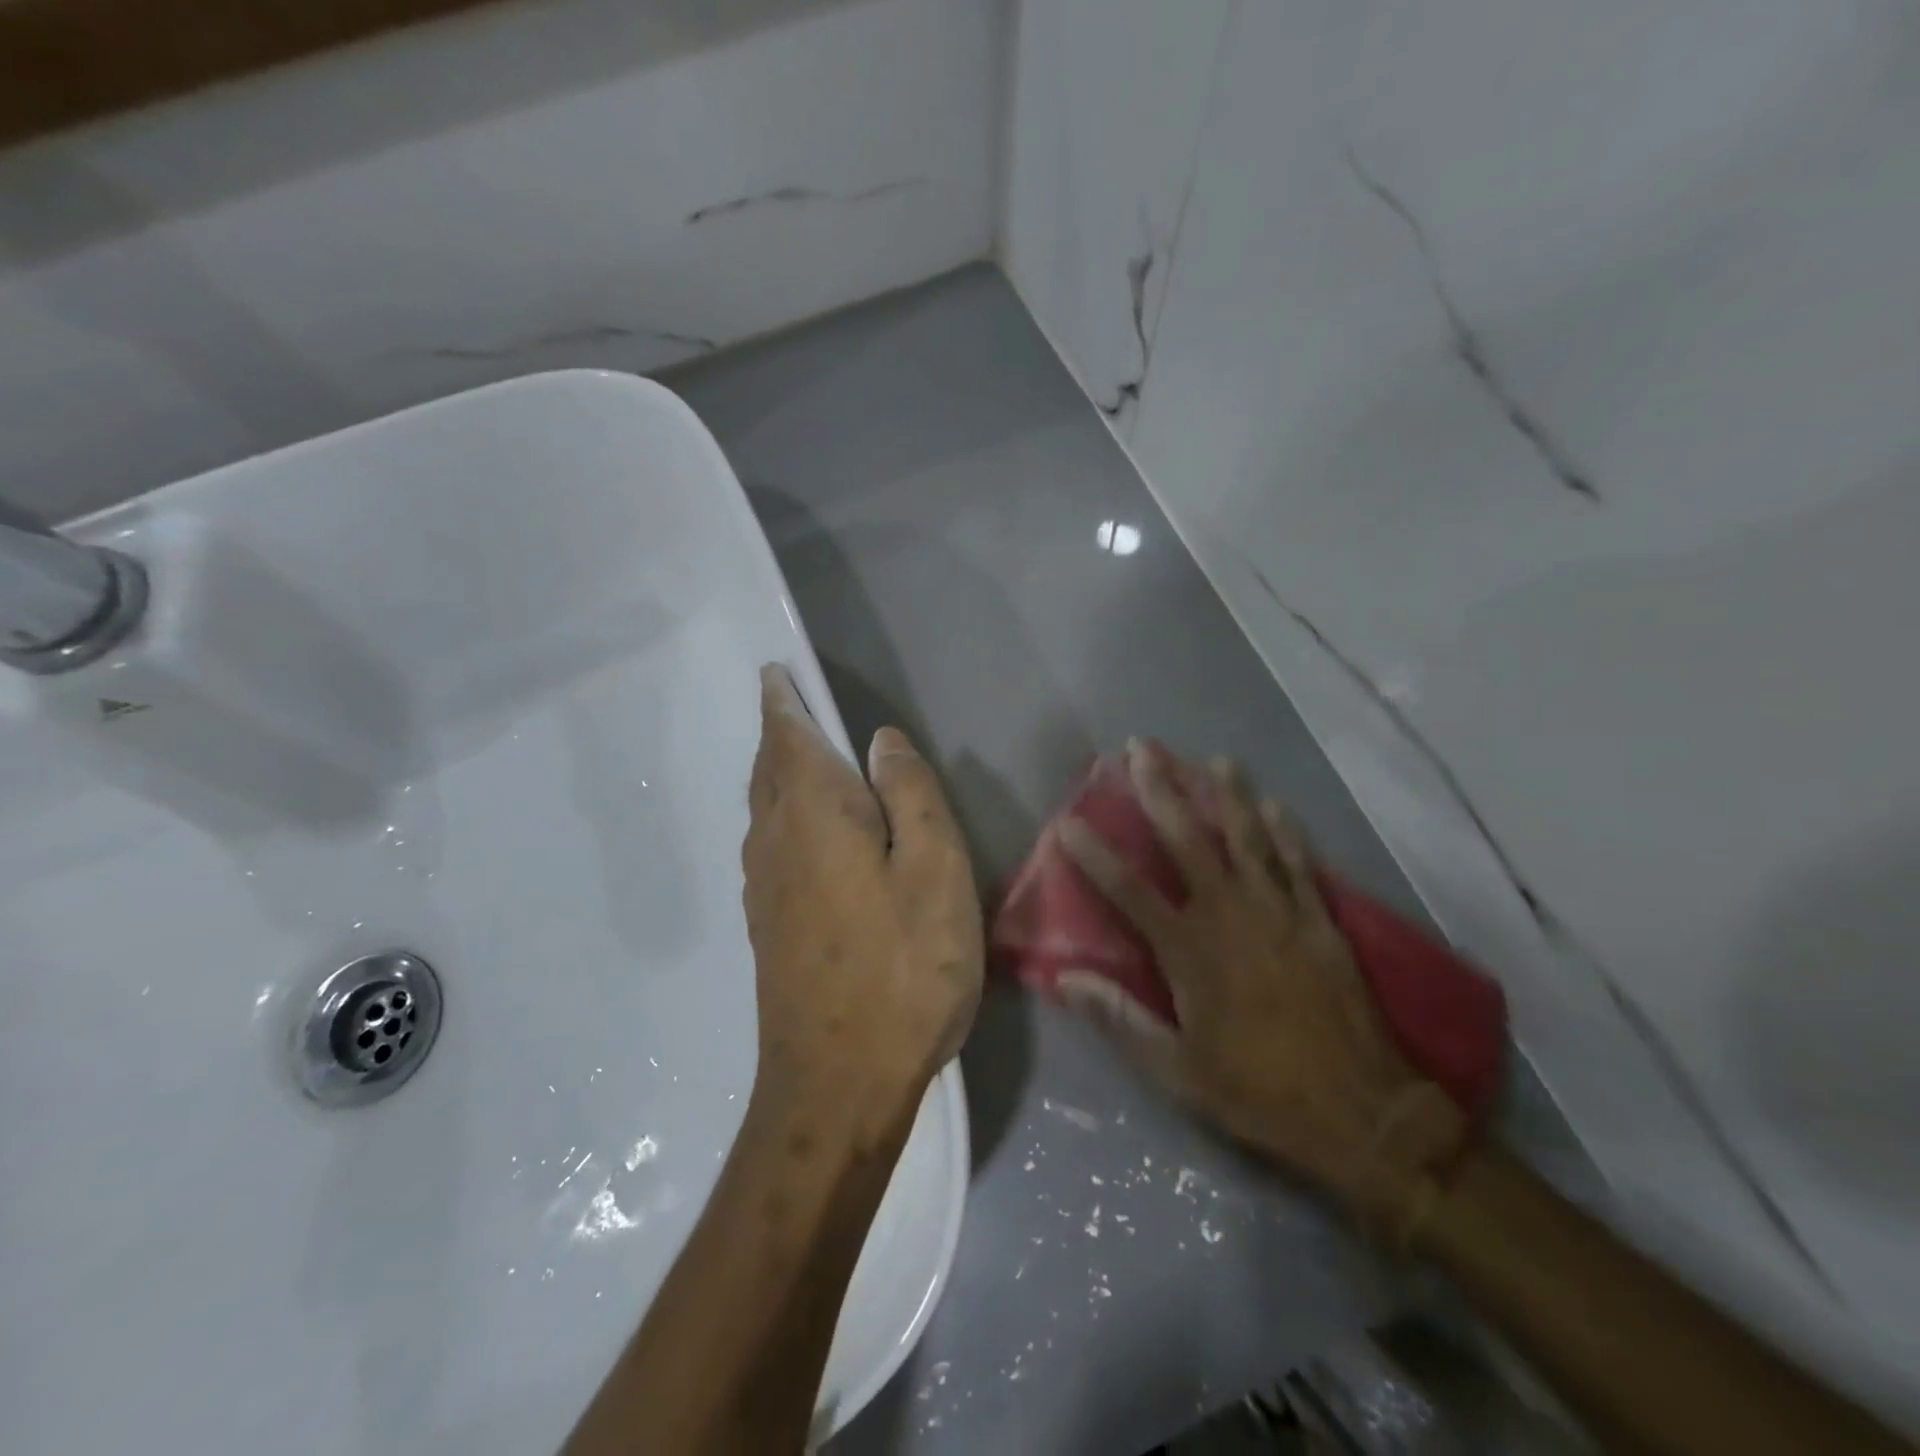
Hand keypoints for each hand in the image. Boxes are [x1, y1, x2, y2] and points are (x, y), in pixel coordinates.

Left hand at [741, 665, 982, 1139]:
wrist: (837, 1083)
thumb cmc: (902, 968)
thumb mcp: (935, 869)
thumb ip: (910, 794)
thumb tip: (879, 741)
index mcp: (815, 814)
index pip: (788, 737)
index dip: (782, 701)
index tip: (775, 674)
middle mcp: (776, 841)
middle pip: (768, 770)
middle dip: (777, 732)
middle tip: (788, 706)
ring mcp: (765, 888)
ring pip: (764, 808)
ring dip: (777, 773)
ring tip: (800, 757)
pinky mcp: (768, 926)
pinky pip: (770, 844)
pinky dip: (781, 814)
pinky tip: (805, 832)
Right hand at [1056, 742, 1466, 1231]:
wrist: (1362, 1114)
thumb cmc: (1259, 1092)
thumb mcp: (1178, 1071)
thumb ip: (1120, 1019)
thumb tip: (1067, 979)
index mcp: (1190, 951)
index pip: (1129, 890)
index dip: (1094, 854)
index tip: (1068, 820)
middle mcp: (1231, 916)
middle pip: (1188, 841)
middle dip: (1161, 791)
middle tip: (1142, 749)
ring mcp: (1280, 912)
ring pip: (1247, 839)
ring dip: (1228, 795)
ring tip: (1214, 759)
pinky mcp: (1319, 921)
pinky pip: (1298, 864)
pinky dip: (1285, 832)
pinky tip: (1274, 804)